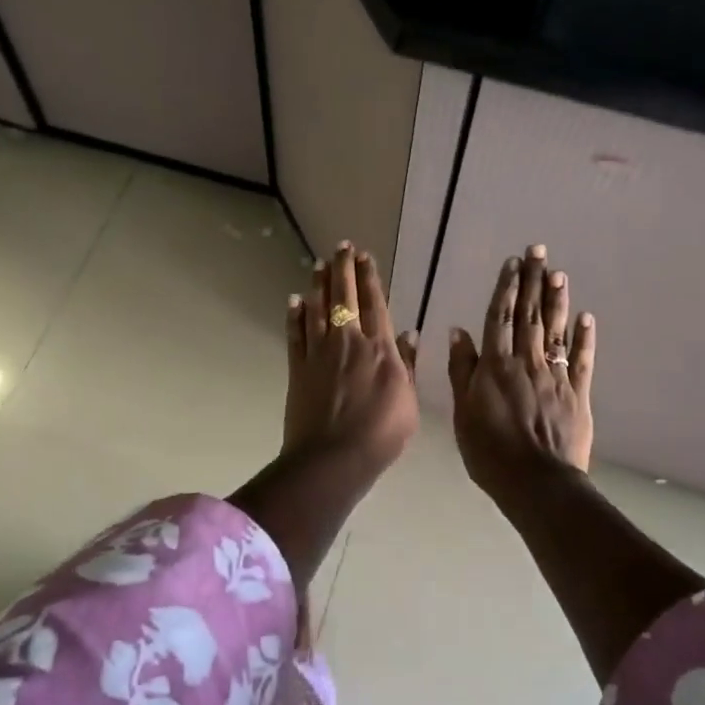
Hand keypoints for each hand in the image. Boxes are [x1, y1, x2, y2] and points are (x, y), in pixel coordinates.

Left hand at [282, 241, 419, 485]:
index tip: (366, 256)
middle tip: (341, 247)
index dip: (370, 277)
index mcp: (379, 348)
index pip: (374, 303)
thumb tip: (410, 333)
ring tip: (318, 264)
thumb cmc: (381, 434)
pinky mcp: (297, 368)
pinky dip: (295, 316)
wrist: (333, 458)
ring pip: (318, 309)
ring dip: (318, 284)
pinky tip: (294, 301)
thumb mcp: (408, 401)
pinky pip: (295, 335)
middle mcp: (348, 342)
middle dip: (343, 269)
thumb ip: (408, 365)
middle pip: (344, 297)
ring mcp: (319, 353)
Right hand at [448, 244, 595, 500]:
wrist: (535, 481)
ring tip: (559, 273)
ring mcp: (554, 376)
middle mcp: (526, 362)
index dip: (506, 288)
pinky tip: (586, 318)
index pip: (500, 317)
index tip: (513, 263)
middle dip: (534, 281)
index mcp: (495, 365)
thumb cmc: (489, 451)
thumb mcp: (462, 411)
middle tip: (540, 251)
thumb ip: (461, 369)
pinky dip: (583, 338)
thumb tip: (459, 331)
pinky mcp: (578, 393)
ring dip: (557, 300)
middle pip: (530, 315)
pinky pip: (581, 360)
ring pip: (555, 330)